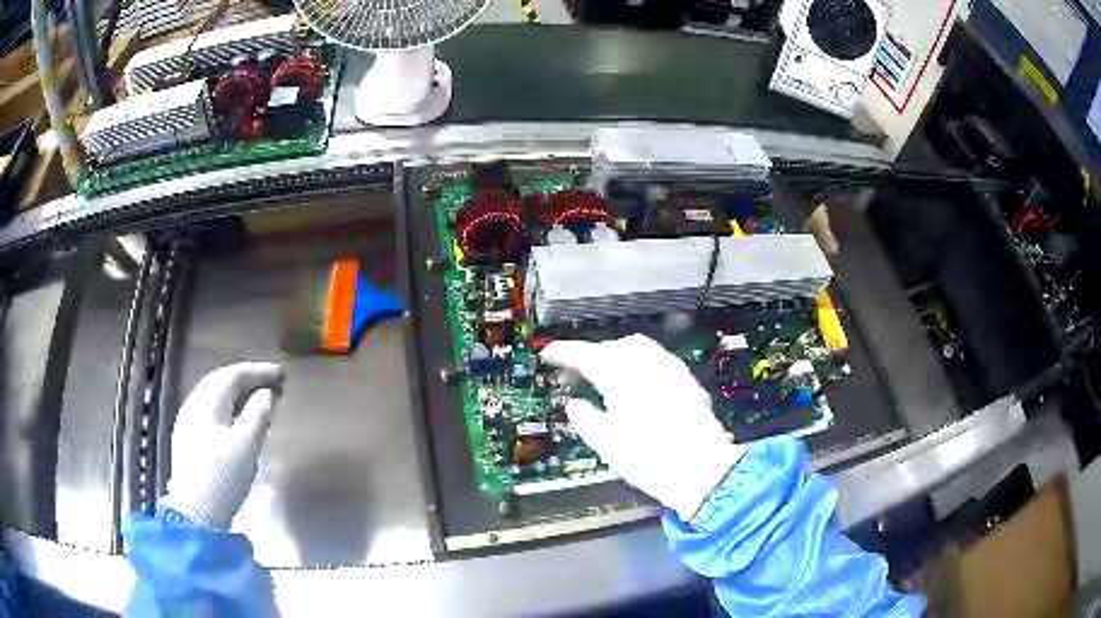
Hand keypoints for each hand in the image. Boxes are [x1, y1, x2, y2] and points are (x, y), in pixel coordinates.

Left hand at [161, 362, 284, 528]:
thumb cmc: (223, 478)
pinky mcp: (188, 437)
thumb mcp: (247, 447)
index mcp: (207, 402)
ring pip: (214, 394)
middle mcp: (194, 404)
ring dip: (237, 391)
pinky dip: (228, 405)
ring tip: (258, 396)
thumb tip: (267, 394)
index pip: (233, 375)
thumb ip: (258, 415)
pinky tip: (237, 415)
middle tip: (272, 381)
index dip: (259, 371)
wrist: (195, 512)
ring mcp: (188, 420)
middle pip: (221, 381)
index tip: (282, 374)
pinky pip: (210, 408)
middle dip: (247, 378)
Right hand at [542, 335, 746, 519]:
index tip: (548, 353)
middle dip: (593, 354)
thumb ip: (585, 418)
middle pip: (614, 347)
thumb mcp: (606, 442)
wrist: (701, 469)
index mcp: (621, 375)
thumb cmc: (647, 457)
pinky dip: (639, 366)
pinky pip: (657, 361)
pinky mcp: (687, 381)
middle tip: (577, 373)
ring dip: (617, 357)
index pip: (586, 355)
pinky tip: (638, 386)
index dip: (564, 352)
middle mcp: (646, 364)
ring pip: (638, 349)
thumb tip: (574, 404)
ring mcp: (670, 369)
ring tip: (605, 378)